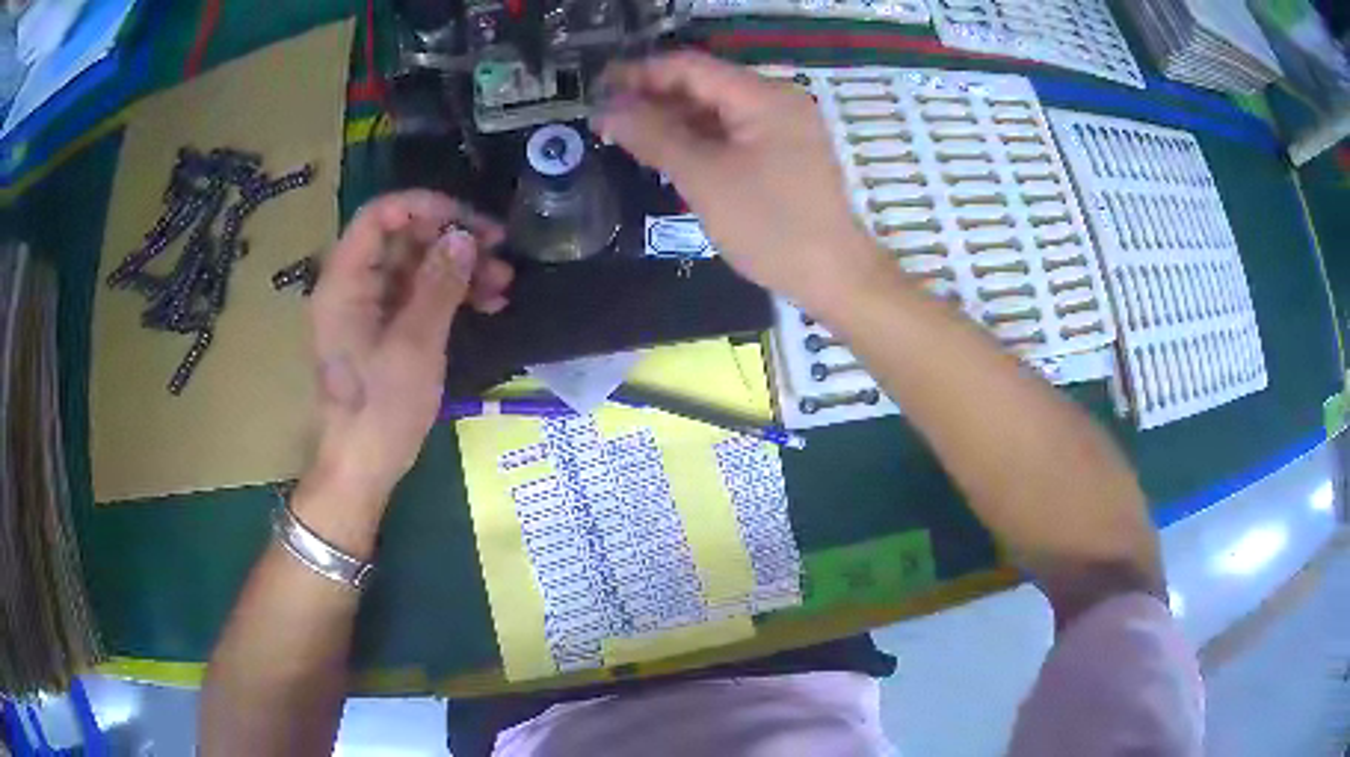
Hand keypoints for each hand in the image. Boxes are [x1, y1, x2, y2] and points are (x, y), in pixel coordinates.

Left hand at [307, 191, 512, 504]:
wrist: (362, 468)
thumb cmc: (380, 410)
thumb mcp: (415, 346)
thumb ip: (439, 285)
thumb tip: (465, 237)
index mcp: (345, 282)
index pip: (380, 215)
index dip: (425, 207)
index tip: (470, 221)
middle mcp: (354, 286)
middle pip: (403, 238)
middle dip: (452, 239)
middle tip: (499, 248)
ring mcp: (370, 308)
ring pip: (417, 266)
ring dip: (460, 268)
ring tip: (503, 282)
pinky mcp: (385, 329)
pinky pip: (419, 296)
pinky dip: (451, 295)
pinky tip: (489, 303)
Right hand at [596, 52, 885, 313]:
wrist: (834, 275)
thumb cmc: (770, 226)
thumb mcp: (705, 179)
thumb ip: (654, 137)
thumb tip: (607, 111)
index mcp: (763, 96)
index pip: (690, 67)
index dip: (640, 74)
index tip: (597, 88)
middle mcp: (776, 100)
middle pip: (704, 85)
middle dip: (653, 98)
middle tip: (606, 118)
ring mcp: (784, 126)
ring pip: (717, 110)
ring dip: (673, 119)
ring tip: (626, 135)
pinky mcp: (785, 152)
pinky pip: (733, 132)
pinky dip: (699, 138)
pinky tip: (667, 151)